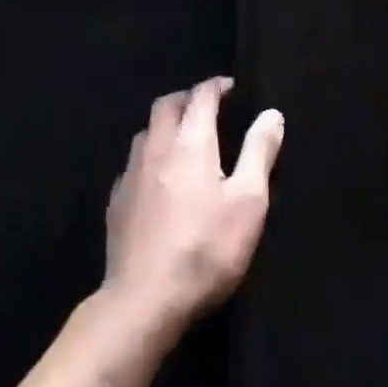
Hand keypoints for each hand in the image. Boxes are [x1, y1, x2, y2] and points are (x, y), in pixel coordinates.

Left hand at [102, 77, 284, 337]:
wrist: (144, 300)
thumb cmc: (205, 248)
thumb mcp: (248, 202)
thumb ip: (259, 152)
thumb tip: (271, 113)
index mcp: (190, 142)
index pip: (201, 96)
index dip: (217, 86)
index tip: (231, 87)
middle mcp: (156, 148)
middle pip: (166, 105)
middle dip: (187, 98)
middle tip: (208, 107)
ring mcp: (130, 174)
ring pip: (145, 132)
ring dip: (166, 125)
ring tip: (184, 138)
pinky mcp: (116, 202)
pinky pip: (133, 164)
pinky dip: (150, 157)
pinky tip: (158, 179)